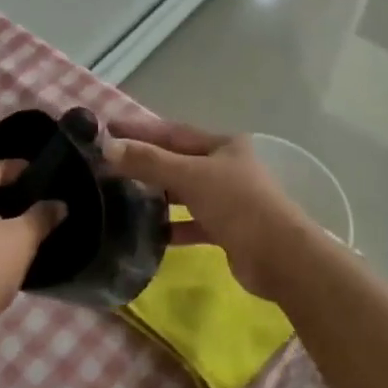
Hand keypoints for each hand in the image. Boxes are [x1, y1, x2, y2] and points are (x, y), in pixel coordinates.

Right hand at [103, 117, 316, 299]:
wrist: (280, 258)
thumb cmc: (238, 204)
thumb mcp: (191, 176)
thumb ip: (150, 162)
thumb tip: (108, 146)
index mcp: (223, 145)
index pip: (173, 132)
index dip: (140, 130)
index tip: (106, 129)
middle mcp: (226, 167)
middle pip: (177, 160)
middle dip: (145, 161)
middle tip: (107, 164)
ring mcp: (228, 199)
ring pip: (184, 192)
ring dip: (156, 195)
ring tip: (120, 196)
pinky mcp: (227, 230)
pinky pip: (192, 223)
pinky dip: (172, 227)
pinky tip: (149, 233)